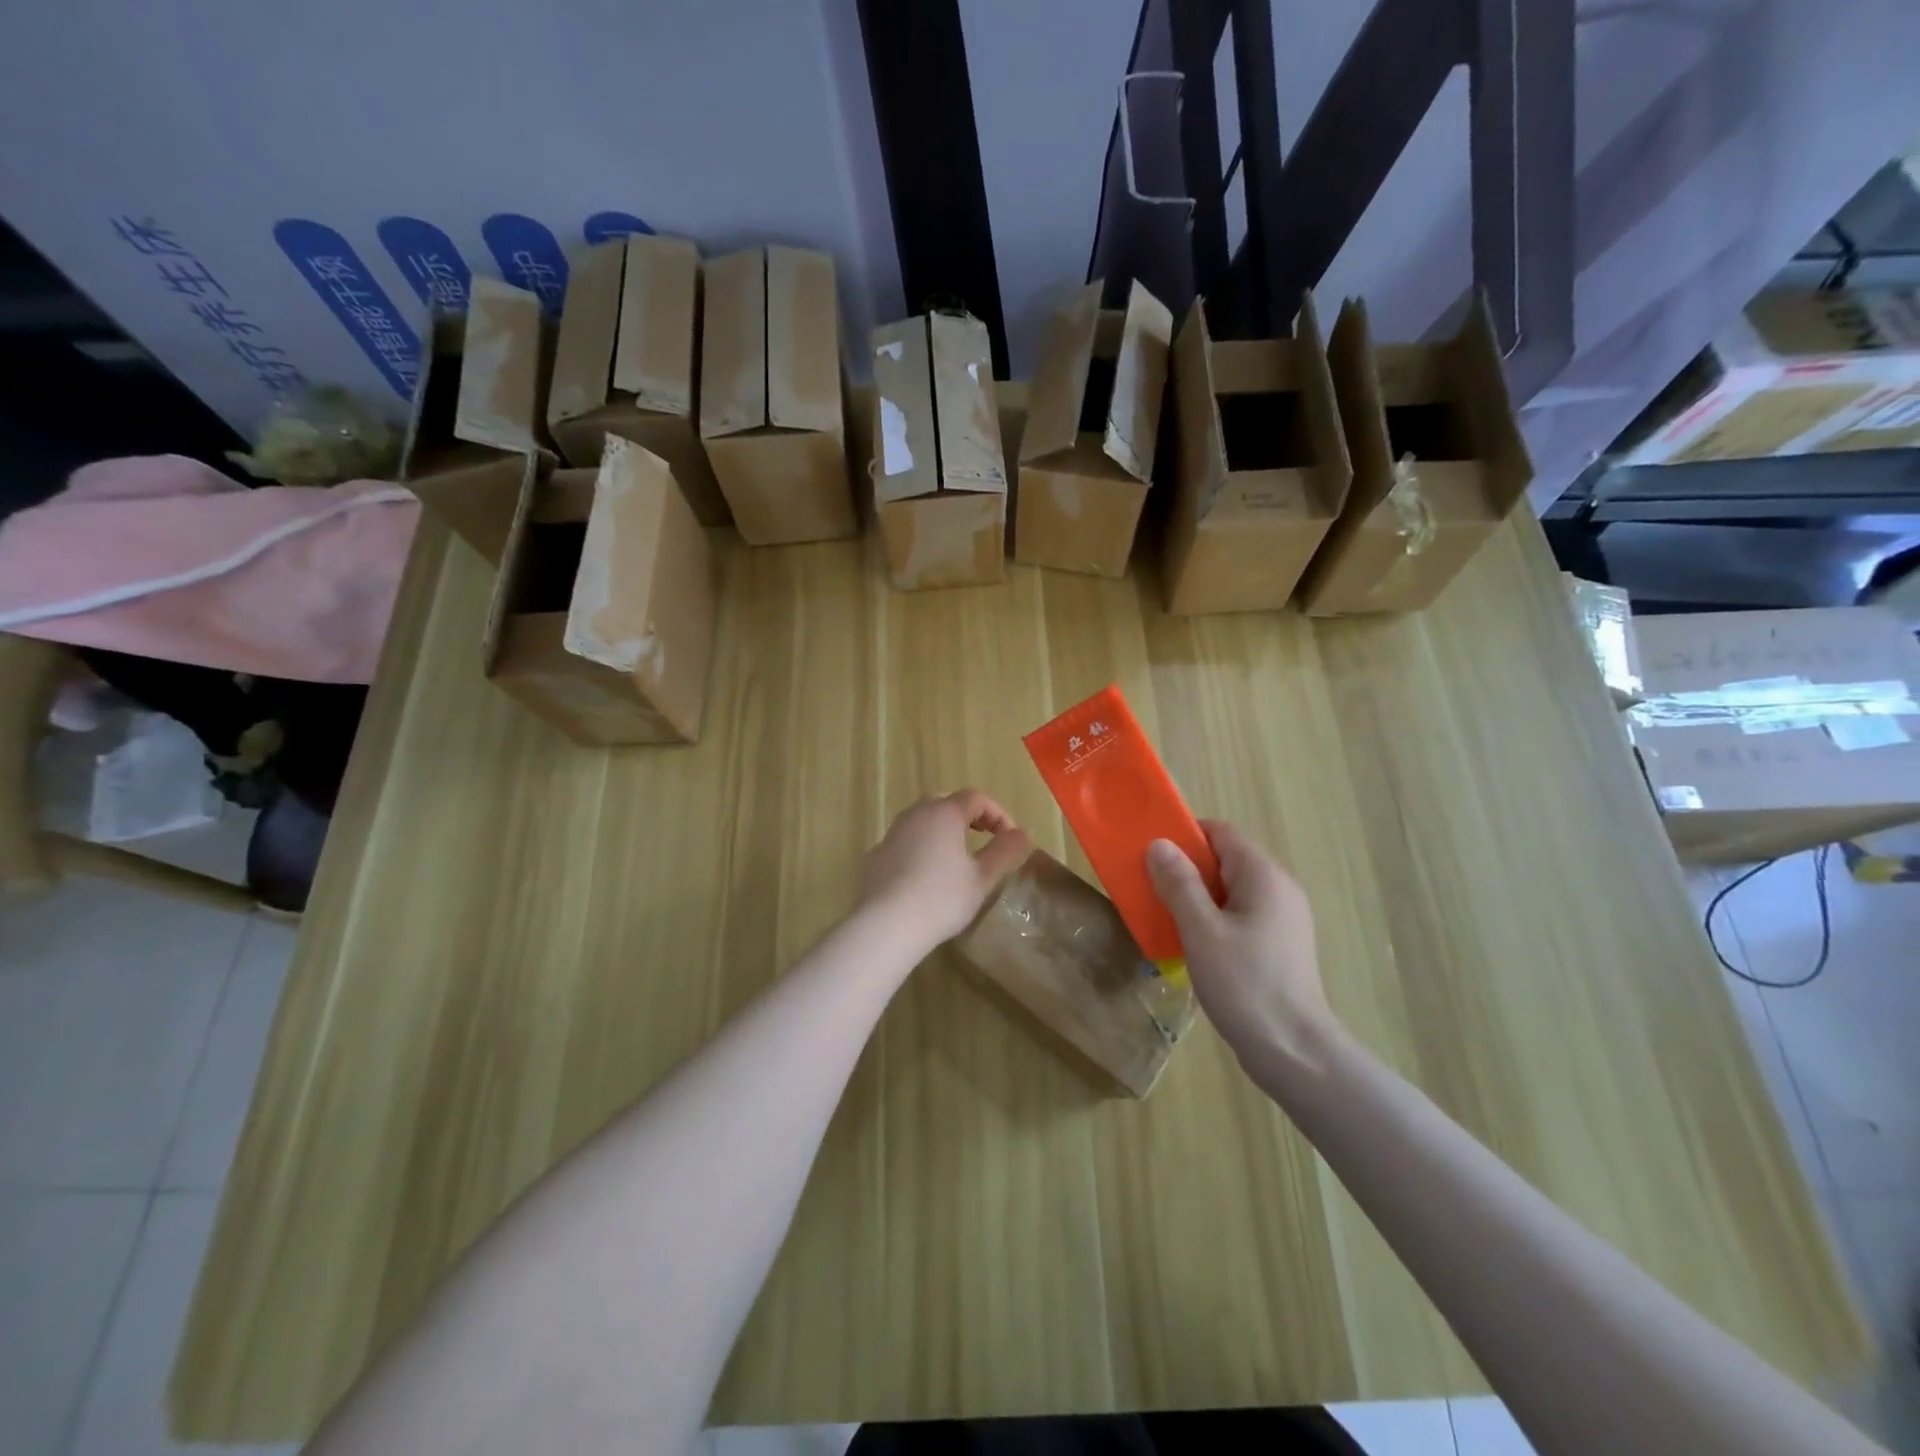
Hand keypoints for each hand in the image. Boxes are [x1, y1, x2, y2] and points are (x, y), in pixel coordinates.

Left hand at [858, 791, 1033, 953]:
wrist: (886, 924)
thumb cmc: (941, 899)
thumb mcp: (982, 878)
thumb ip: (1004, 851)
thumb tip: (1022, 834)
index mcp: (944, 813)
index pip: (976, 798)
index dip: (998, 813)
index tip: (1010, 837)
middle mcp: (916, 814)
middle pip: (946, 803)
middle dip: (969, 816)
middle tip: (984, 836)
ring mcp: (892, 832)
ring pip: (922, 819)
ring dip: (943, 829)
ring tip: (956, 854)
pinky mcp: (876, 854)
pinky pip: (905, 840)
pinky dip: (921, 846)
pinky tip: (926, 873)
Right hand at [1145, 821, 1334, 1062]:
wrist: (1294, 1051)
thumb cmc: (1245, 984)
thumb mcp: (1201, 930)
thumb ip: (1179, 884)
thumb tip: (1159, 844)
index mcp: (1263, 875)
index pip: (1220, 833)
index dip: (1184, 837)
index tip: (1151, 856)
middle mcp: (1279, 888)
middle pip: (1225, 860)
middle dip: (1186, 869)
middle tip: (1152, 889)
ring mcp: (1283, 918)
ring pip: (1231, 890)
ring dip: (1197, 897)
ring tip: (1166, 917)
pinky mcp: (1280, 944)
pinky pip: (1240, 914)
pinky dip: (1214, 918)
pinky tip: (1194, 944)